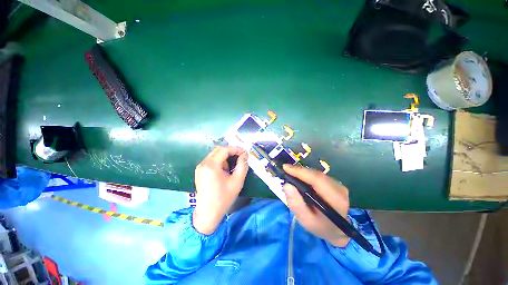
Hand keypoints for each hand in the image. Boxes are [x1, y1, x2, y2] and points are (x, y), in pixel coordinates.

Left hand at [193, 146, 248, 234]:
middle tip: (241, 157)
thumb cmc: (223, 198)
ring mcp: (200, 167)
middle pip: (218, 150)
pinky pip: (211, 160)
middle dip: (231, 151)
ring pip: (215, 154)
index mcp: (211, 165)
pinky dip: (220, 161)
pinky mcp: (200, 171)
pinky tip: (225, 171)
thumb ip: (242, 165)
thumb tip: (245, 155)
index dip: (236, 149)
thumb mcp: (237, 181)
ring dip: (225, 157)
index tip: (245, 153)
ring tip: (233, 166)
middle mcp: (203, 163)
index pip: (224, 149)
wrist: (208, 213)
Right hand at [283, 164, 350, 246]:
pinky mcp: (335, 183)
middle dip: (299, 171)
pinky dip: (307, 175)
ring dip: (302, 172)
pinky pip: (318, 175)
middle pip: (316, 174)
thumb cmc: (320, 227)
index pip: (317, 179)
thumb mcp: (306, 220)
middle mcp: (339, 189)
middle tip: (285, 170)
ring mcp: (338, 185)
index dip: (300, 172)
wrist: (336, 230)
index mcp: (335, 200)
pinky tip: (299, 177)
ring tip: (290, 174)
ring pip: (316, 173)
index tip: (285, 168)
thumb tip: (287, 185)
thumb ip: (296, 204)